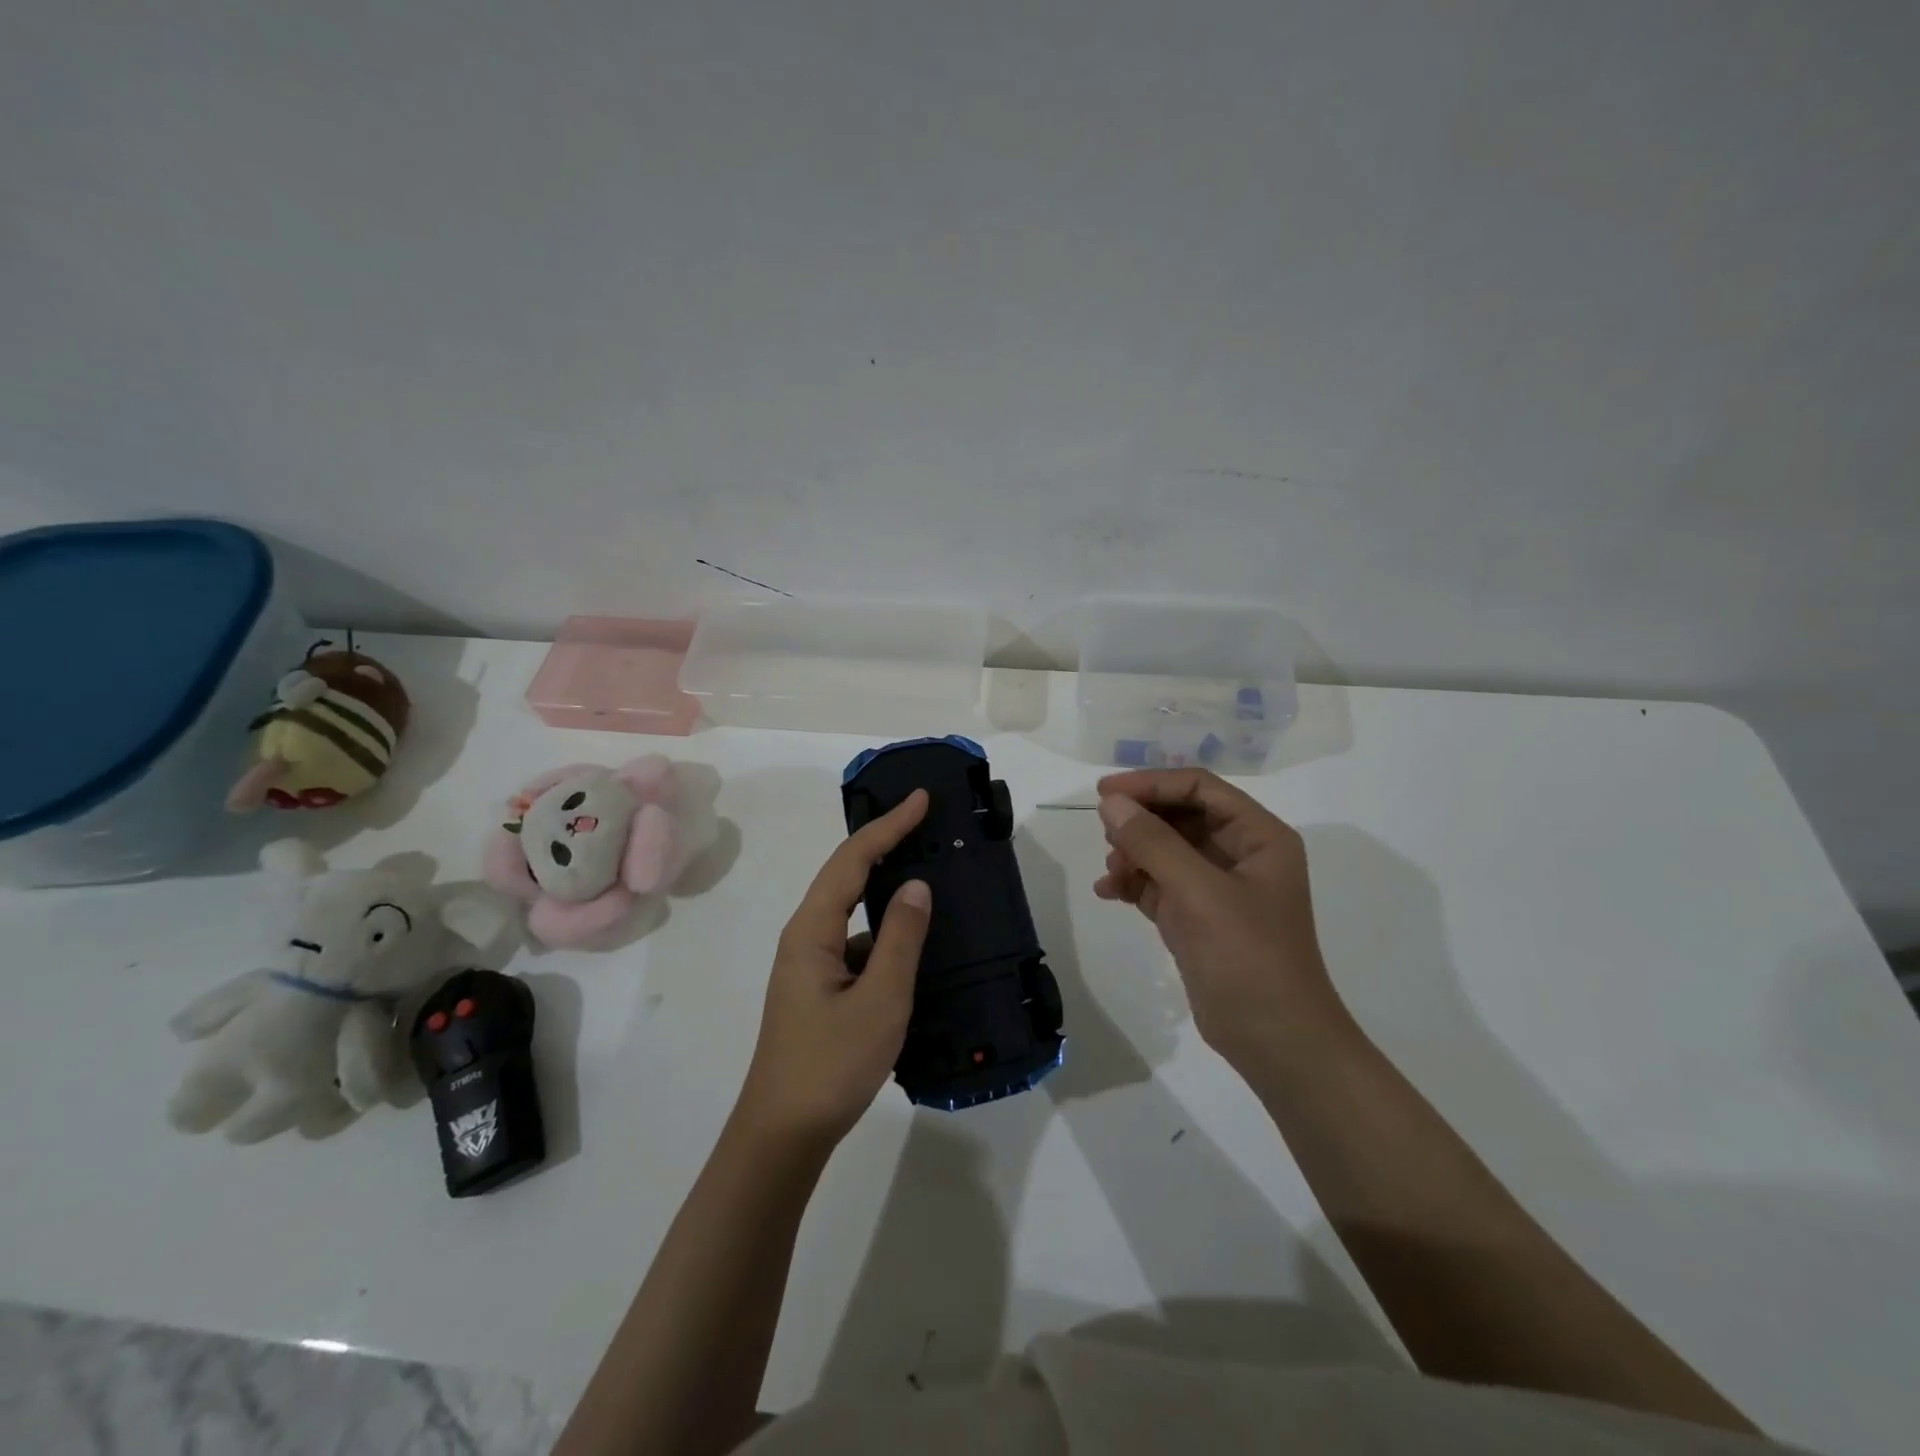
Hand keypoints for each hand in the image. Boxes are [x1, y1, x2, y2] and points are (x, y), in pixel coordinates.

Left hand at [734, 790, 933, 1151]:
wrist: (784, 1134)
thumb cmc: (832, 1064)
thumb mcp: (881, 999)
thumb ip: (901, 938)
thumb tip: (916, 885)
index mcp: (812, 930)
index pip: (853, 859)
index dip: (889, 825)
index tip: (921, 798)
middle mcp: (806, 937)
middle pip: (847, 875)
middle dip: (885, 843)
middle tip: (925, 822)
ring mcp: (812, 965)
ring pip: (852, 911)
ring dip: (886, 887)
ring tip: (928, 872)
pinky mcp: (821, 988)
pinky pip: (857, 942)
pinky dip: (885, 929)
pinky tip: (914, 941)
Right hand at [1094, 769, 1349, 1068]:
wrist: (1274, 1041)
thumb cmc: (1248, 957)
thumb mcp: (1199, 893)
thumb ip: (1153, 842)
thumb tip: (1109, 802)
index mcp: (1258, 836)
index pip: (1199, 789)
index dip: (1152, 784)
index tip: (1105, 791)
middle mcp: (1240, 854)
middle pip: (1180, 816)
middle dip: (1141, 821)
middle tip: (1103, 831)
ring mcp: (1217, 887)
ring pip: (1166, 849)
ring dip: (1134, 852)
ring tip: (1111, 869)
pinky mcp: (1197, 917)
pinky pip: (1159, 883)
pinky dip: (1133, 882)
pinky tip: (1108, 891)